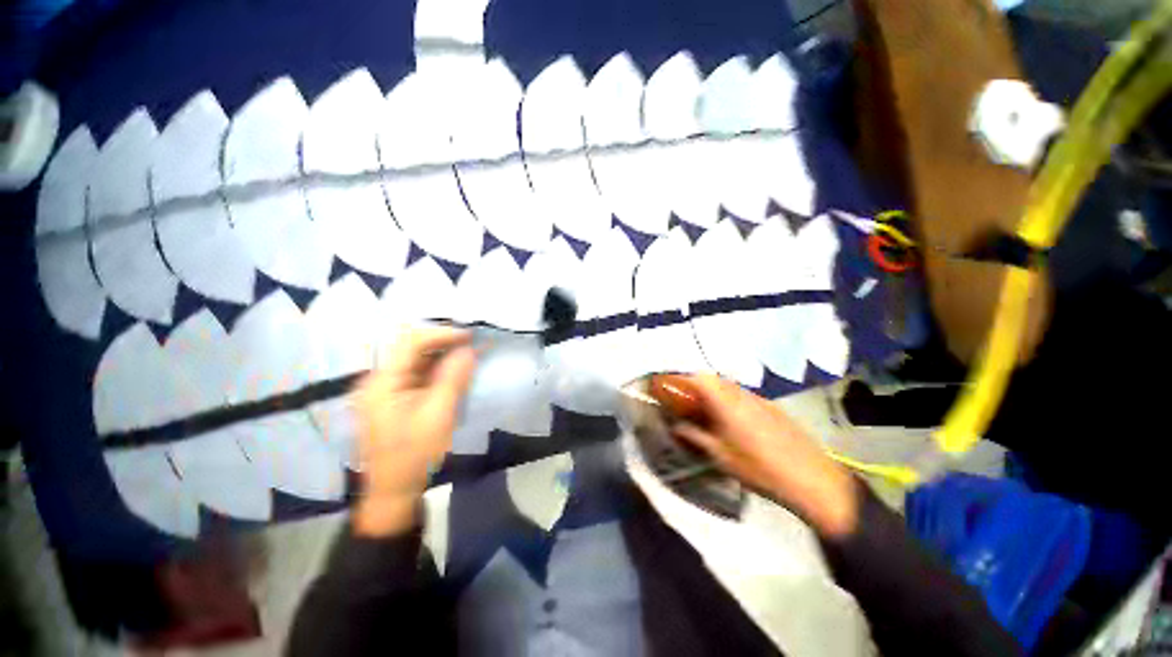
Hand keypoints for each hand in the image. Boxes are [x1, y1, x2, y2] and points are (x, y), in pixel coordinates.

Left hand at [353, 327, 475, 537]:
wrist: (394, 490)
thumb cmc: (414, 454)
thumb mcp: (438, 414)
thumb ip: (453, 378)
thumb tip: (469, 349)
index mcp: (382, 382)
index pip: (410, 342)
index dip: (441, 334)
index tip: (470, 335)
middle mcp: (379, 379)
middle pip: (412, 348)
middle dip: (444, 343)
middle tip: (473, 343)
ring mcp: (386, 389)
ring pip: (417, 360)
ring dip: (443, 355)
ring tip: (470, 354)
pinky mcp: (395, 398)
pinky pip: (418, 374)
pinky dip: (439, 369)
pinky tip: (457, 371)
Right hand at [666, 374, 859, 538]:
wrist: (812, 478)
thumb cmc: (759, 468)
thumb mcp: (720, 455)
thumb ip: (695, 436)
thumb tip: (676, 426)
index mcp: (725, 402)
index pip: (697, 378)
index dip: (680, 378)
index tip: (668, 386)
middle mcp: (741, 393)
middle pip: (712, 379)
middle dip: (694, 385)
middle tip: (684, 400)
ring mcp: (758, 398)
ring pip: (728, 386)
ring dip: (712, 392)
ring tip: (704, 410)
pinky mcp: (771, 406)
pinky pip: (742, 395)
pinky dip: (729, 399)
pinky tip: (731, 419)